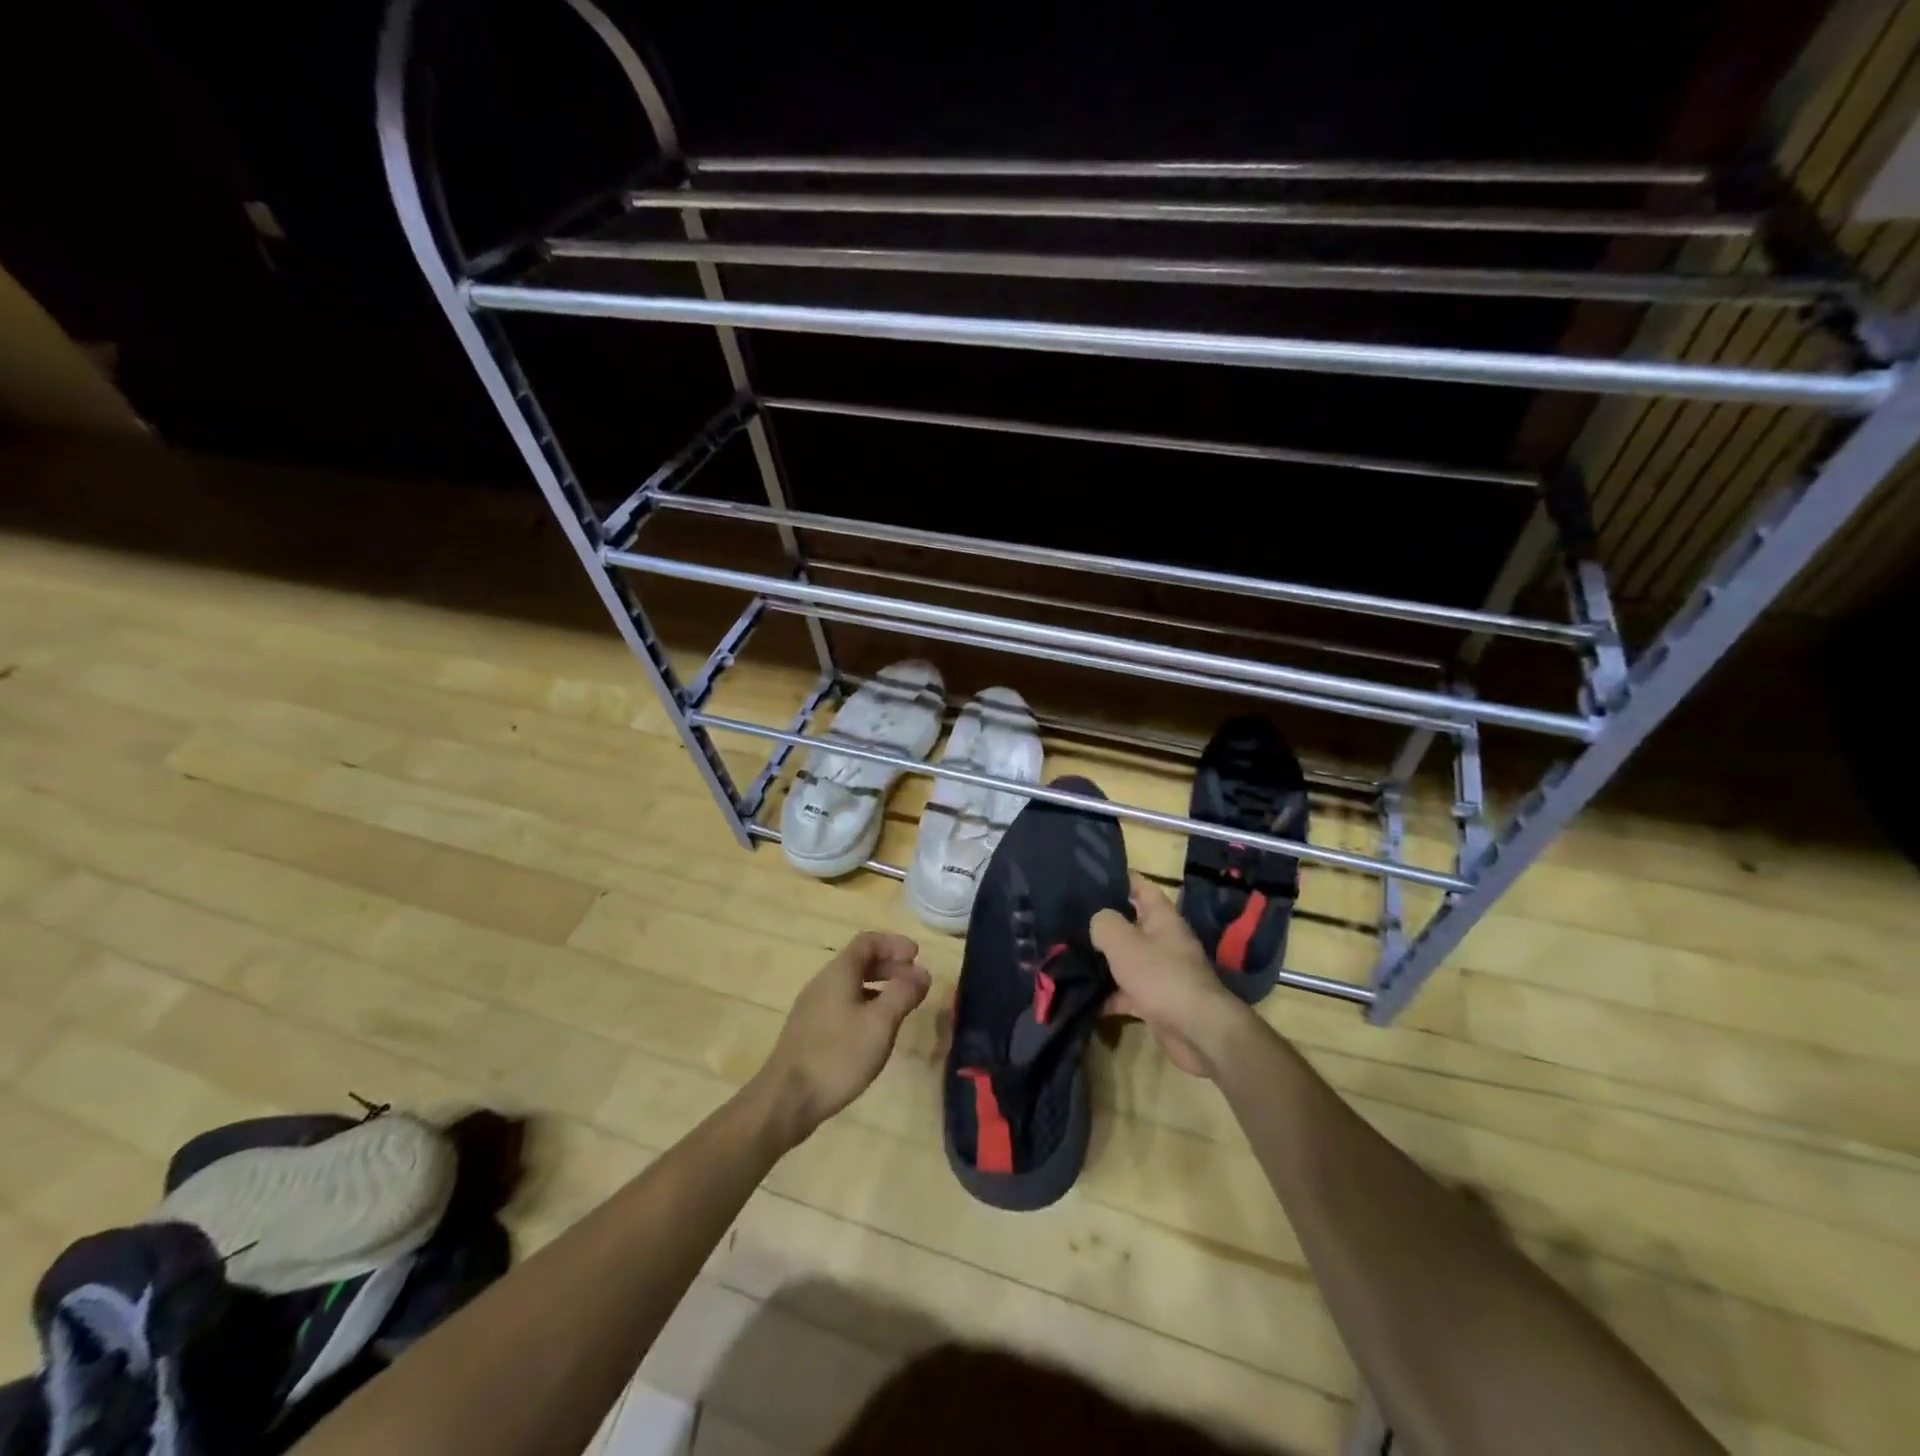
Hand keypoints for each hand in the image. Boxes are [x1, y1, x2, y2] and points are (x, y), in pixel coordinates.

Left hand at [752, 931, 931, 1147]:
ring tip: (900, 1005)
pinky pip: (842, 1003)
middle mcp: (823, 983)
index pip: (868, 941)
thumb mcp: (880, 1023)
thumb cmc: (838, 1056)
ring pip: (850, 984)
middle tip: (915, 981)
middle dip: (890, 966)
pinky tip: (875, 1030)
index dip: (894, 943)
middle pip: (859, 961)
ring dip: (879, 986)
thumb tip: (922, 973)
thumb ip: (903, 993)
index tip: (917, 956)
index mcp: (839, 973)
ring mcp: (813, 1007)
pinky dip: (865, 1004)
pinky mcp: (809, 1030)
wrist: (786, 1100)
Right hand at [1091, 874, 1250, 1076]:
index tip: (1092, 874)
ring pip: (1128, 959)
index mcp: (1162, 918)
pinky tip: (1083, 997)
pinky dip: (1108, 995)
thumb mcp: (1124, 941)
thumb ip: (1104, 923)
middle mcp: (1164, 940)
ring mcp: (1162, 972)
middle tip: (1071, 917)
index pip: (1141, 886)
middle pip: (1132, 923)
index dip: (1120, 877)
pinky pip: (1127, 992)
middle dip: (1105, 921)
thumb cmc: (1160, 976)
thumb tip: (1098, 922)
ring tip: (1069, 954)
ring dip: (1104, 960)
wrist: (1196, 1030)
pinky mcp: (1157, 1001)